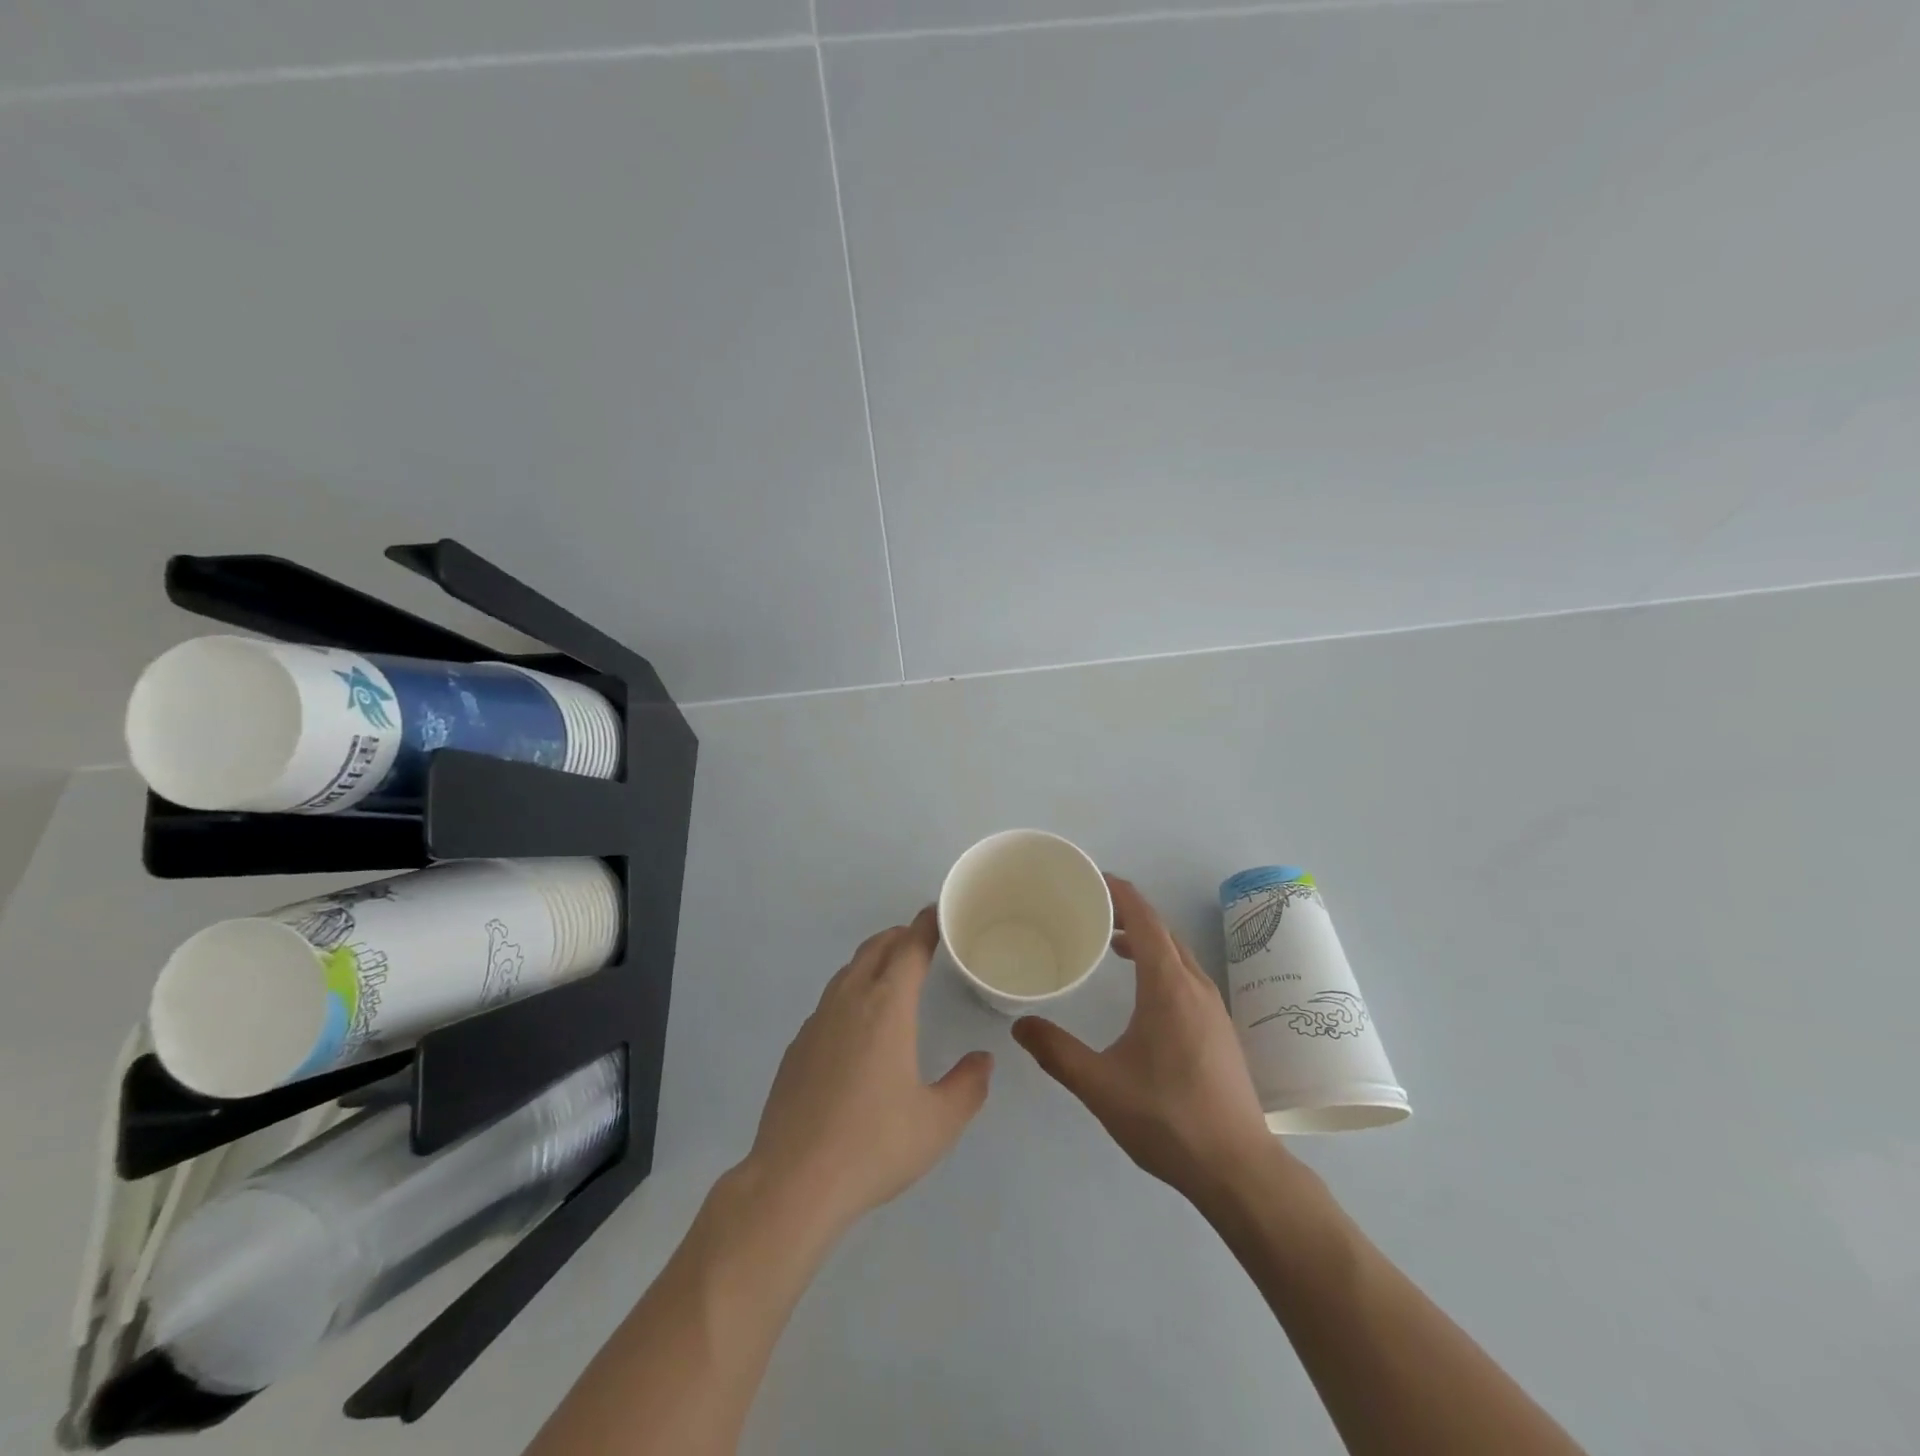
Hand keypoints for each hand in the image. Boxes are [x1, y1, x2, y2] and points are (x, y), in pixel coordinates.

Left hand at [742, 908, 993, 1240]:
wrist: (794, 1181)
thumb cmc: (874, 1145)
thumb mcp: (937, 1123)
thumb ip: (968, 1086)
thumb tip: (983, 1061)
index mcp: (887, 1007)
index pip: (909, 949)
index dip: (925, 926)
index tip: (937, 913)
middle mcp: (850, 1002)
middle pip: (875, 949)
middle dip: (899, 936)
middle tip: (920, 938)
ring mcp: (817, 1022)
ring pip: (848, 972)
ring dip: (872, 960)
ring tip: (890, 971)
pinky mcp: (797, 1047)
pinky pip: (829, 1000)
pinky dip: (850, 990)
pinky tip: (856, 1023)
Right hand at [1012, 875, 1275, 1200]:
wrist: (1238, 1168)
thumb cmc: (1167, 1119)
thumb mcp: (1100, 1086)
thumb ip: (1056, 1052)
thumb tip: (1018, 1026)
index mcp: (1168, 986)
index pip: (1145, 919)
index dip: (1119, 893)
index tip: (1091, 880)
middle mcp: (1195, 986)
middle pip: (1162, 931)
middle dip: (1128, 913)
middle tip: (1091, 911)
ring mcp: (1213, 1007)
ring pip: (1178, 954)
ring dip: (1147, 939)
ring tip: (1111, 945)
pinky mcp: (1220, 1029)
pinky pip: (1187, 975)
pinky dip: (1161, 963)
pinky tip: (1142, 992)